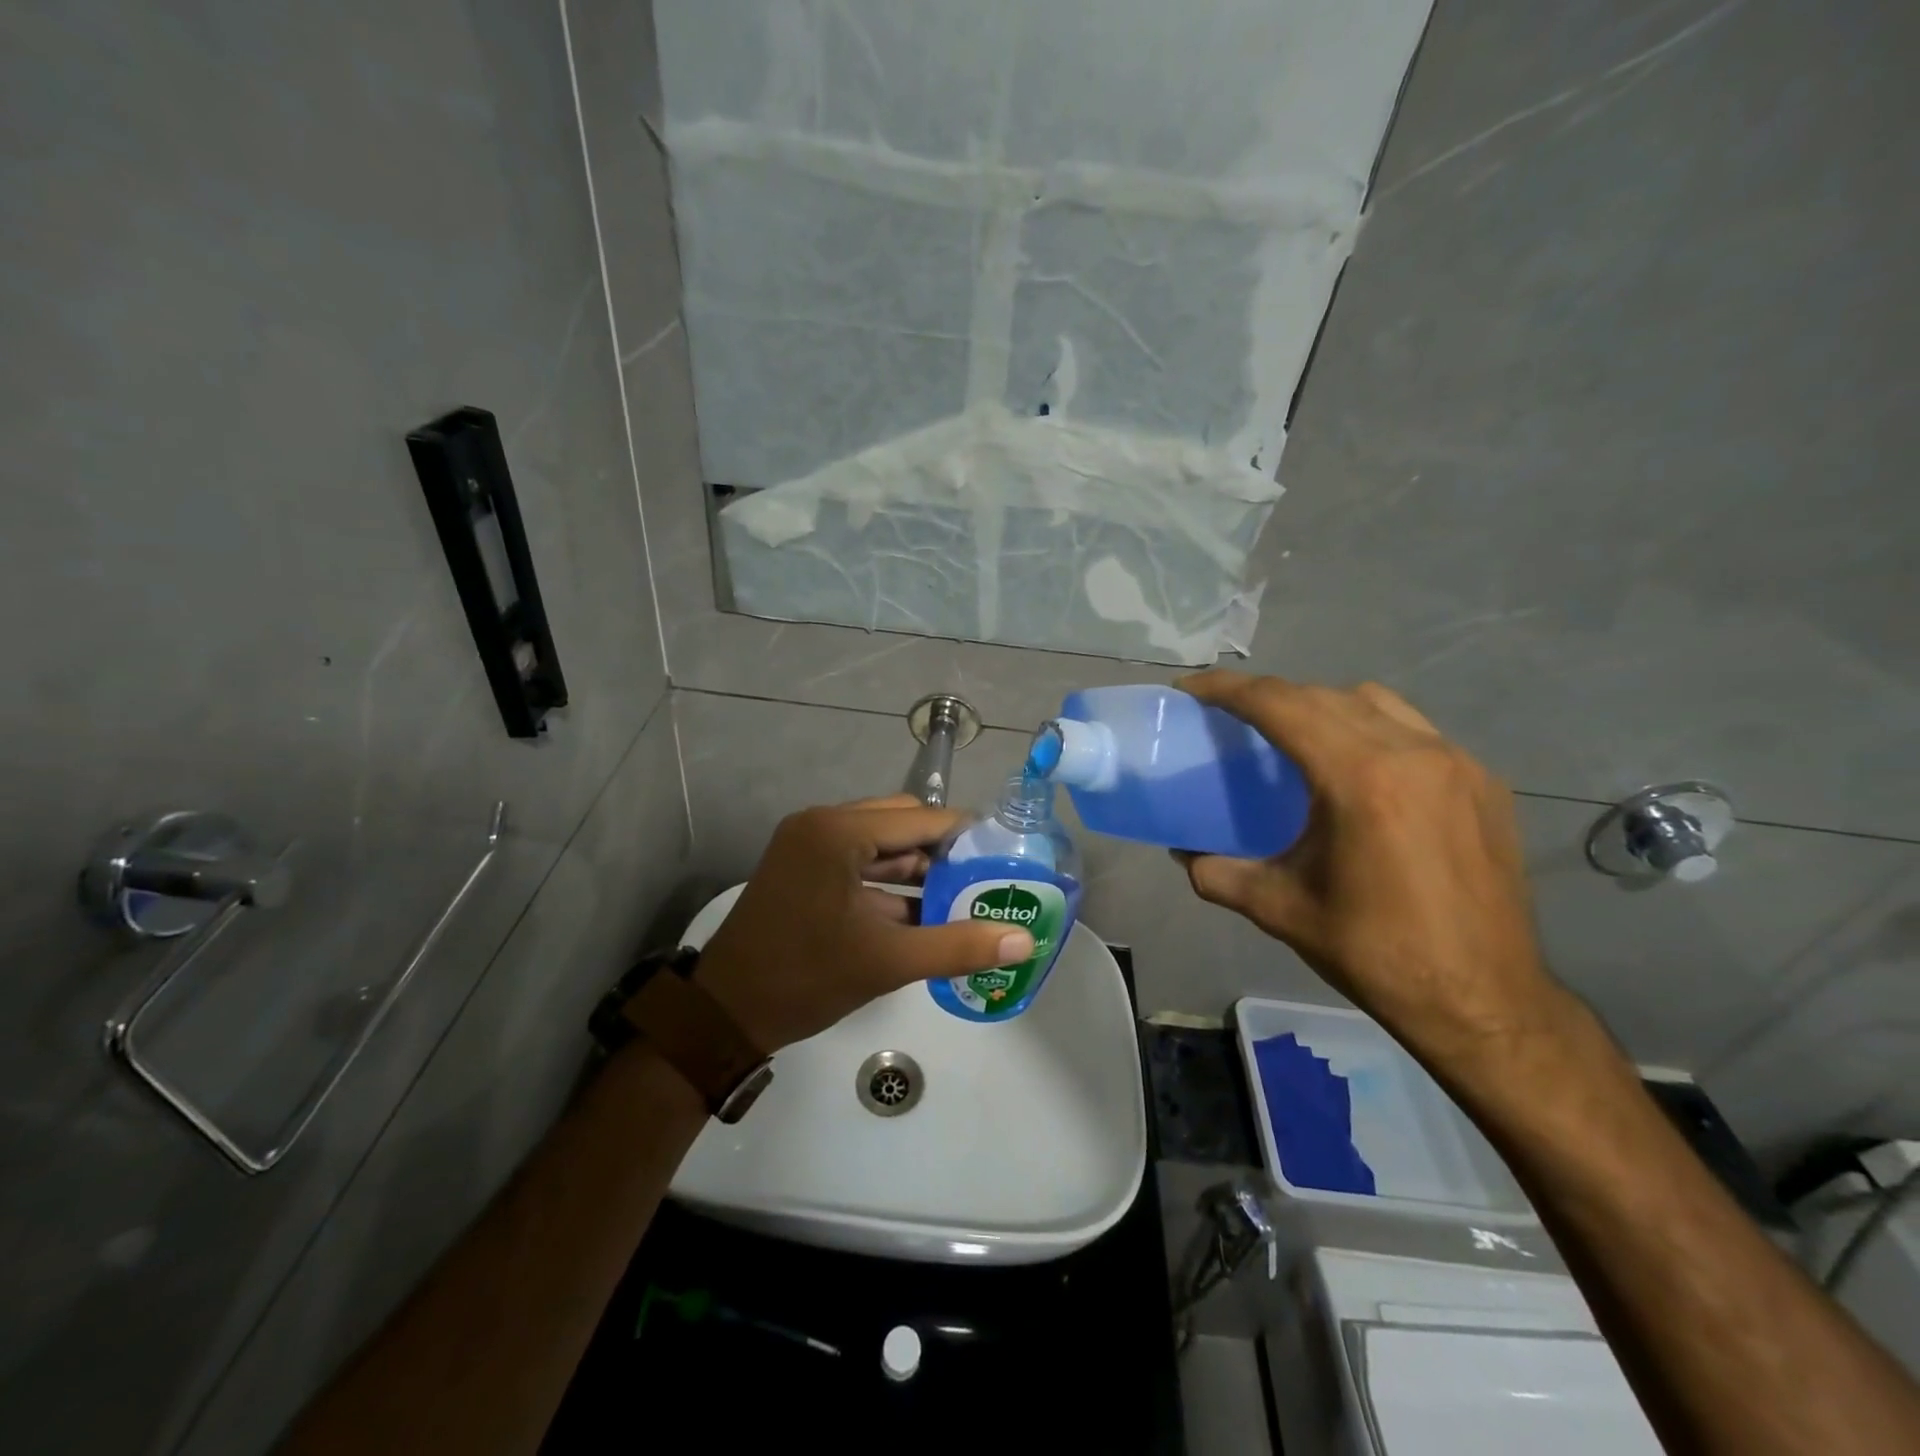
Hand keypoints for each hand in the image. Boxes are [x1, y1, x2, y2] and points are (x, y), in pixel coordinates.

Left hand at [693, 795, 1034, 1051]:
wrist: (724, 1014)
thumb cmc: (804, 978)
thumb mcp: (887, 961)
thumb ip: (959, 945)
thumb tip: (1023, 941)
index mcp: (839, 831)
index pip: (921, 819)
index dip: (967, 836)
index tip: (1004, 858)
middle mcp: (822, 823)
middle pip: (902, 823)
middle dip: (943, 852)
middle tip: (984, 880)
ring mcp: (808, 843)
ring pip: (881, 843)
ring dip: (918, 868)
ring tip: (964, 897)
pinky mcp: (803, 866)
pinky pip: (859, 861)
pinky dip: (890, 883)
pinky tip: (923, 911)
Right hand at [1175, 671, 1571, 1073]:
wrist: (1485, 1002)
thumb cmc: (1376, 953)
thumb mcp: (1280, 910)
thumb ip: (1219, 873)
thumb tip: (1184, 853)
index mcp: (1361, 779)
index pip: (1282, 705)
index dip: (1229, 689)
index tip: (1192, 689)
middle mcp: (1414, 753)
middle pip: (1324, 696)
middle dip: (1270, 696)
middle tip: (1231, 716)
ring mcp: (1458, 764)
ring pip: (1375, 703)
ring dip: (1323, 706)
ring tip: (1294, 738)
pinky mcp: (1484, 783)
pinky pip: (1414, 730)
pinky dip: (1371, 730)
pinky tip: (1358, 772)